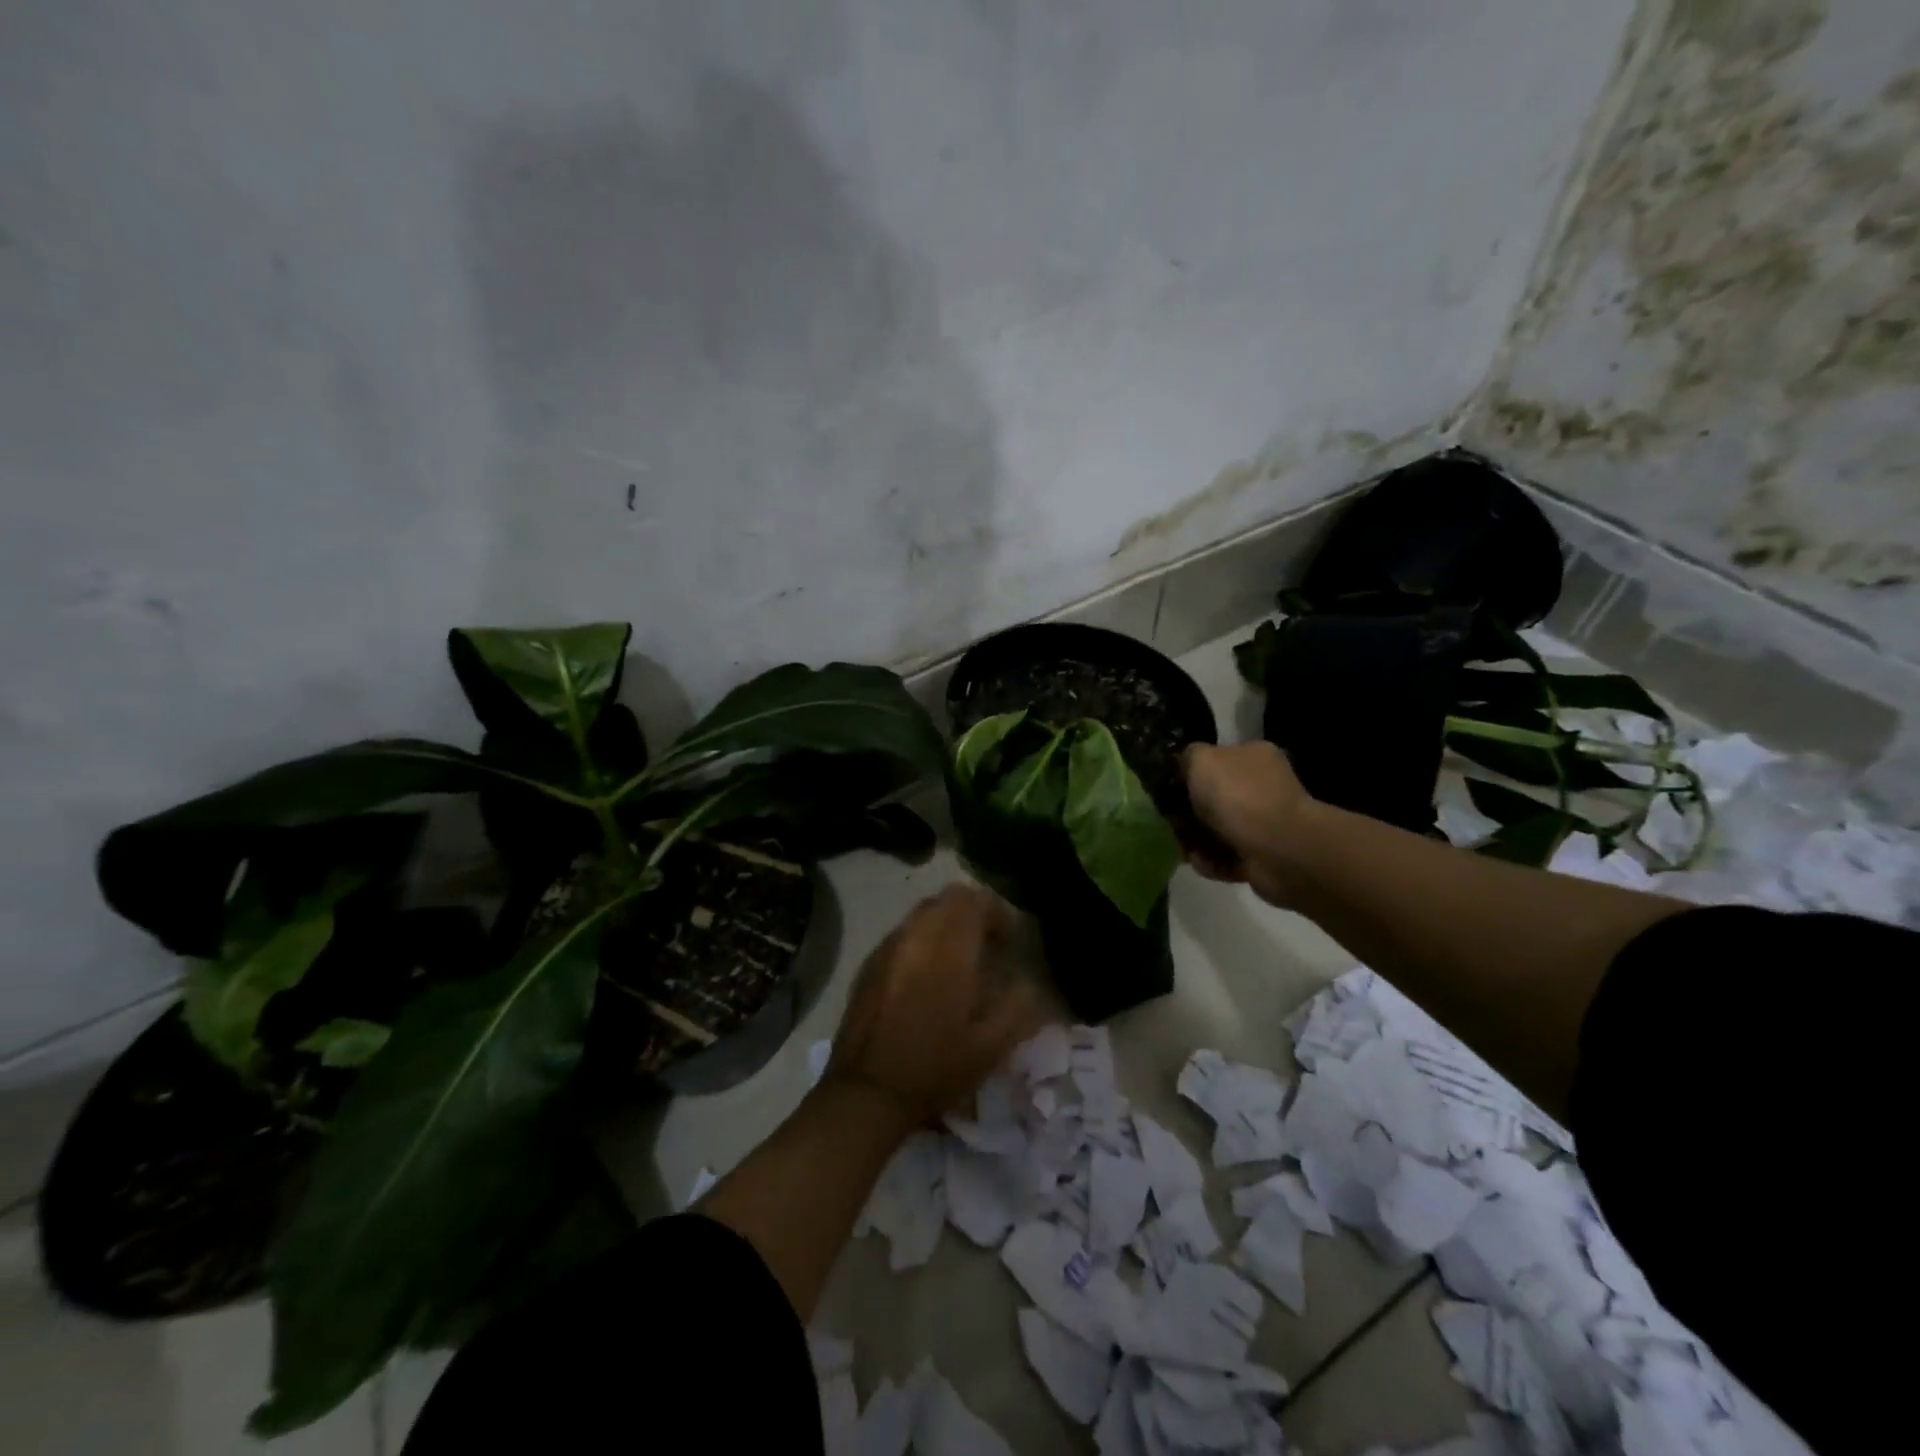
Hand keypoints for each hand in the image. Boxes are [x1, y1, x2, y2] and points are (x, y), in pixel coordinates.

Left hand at [826, 883, 1043, 1127]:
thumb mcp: (991, 1046)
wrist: (866, 1093)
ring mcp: (888, 947)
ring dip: (947, 925)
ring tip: (959, 962)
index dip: (998, 913)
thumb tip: (1028, 980)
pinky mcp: (869, 963)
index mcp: (948, 949)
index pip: (974, 899)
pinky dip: (922, 941)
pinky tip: (927, 978)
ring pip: (923, 913)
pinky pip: (903, 933)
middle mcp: (916, 936)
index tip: (1010, 942)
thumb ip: (1019, 1005)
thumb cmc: (935, 1069)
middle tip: (988, 947)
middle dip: (973, 914)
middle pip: (948, 898)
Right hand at [1182, 742, 1315, 905]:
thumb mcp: (1202, 760)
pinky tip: (1202, 862)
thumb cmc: (1239, 796)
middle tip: (1169, 823)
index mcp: (1253, 755)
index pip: (1215, 760)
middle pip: (1213, 798)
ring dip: (1197, 841)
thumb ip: (1188, 757)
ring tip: (1184, 848)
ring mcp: (1265, 823)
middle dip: (1189, 813)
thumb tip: (1184, 766)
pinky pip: (1227, 857)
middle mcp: (1262, 786)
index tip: (1166, 790)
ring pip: (1217, 830)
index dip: (1188, 774)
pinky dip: (1212, 861)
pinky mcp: (1264, 856)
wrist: (1280, 850)